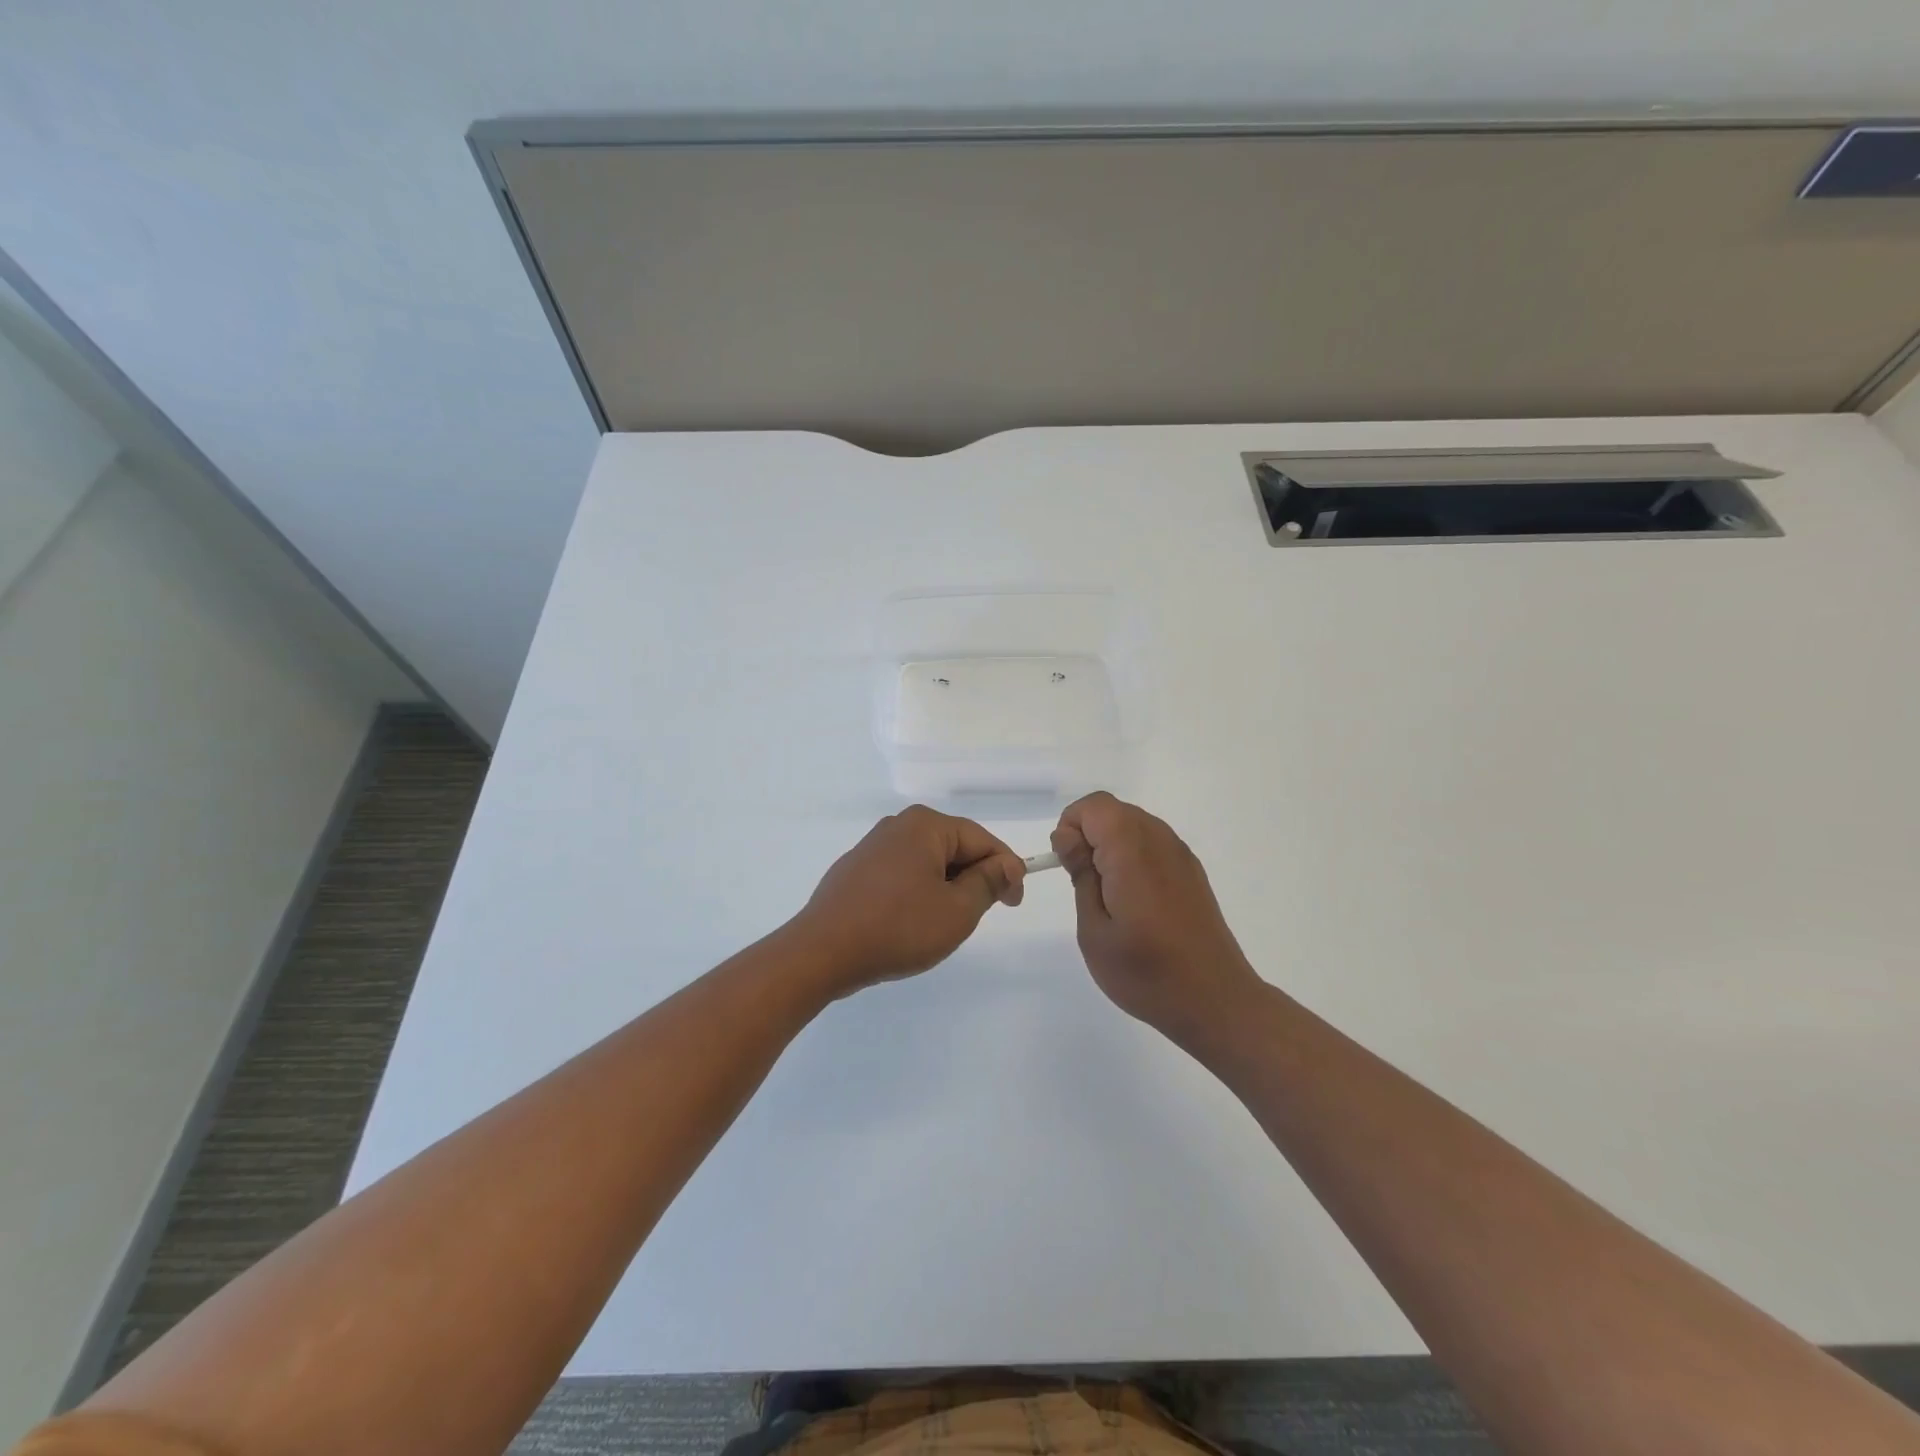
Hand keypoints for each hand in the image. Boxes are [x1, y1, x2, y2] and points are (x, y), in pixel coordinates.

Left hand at [787, 805, 1025, 996]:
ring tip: (946, 923)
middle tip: (984, 914)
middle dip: (974, 878)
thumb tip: (1006, 864)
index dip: (1006, 869)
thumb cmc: (899, 927)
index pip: (982, 840)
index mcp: (925, 825)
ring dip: (946, 888)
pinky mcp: (855, 871)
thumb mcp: (957, 910)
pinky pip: (901, 875)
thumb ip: (988, 883)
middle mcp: (898, 825)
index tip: (1015, 902)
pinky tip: (911, 923)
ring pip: (927, 863)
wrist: (822, 952)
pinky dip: (917, 893)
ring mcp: (872, 847)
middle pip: (953, 848)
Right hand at [1051, 791, 1261, 1042]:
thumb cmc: (1146, 973)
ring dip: (1111, 846)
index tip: (1069, 867)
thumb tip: (1068, 836)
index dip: (1072, 828)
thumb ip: (1081, 874)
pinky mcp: (1192, 872)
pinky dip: (1133, 857)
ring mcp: (1181, 855)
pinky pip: (1153, 843)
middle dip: (1089, 835)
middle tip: (1085, 885)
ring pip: (1133, 824)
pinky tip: (1135, 902)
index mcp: (1133, 851)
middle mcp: (1160, 841)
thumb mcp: (1095, 930)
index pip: (1094, 806)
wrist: (1216, 1002)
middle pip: (1114, 811)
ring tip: (1108, 897)